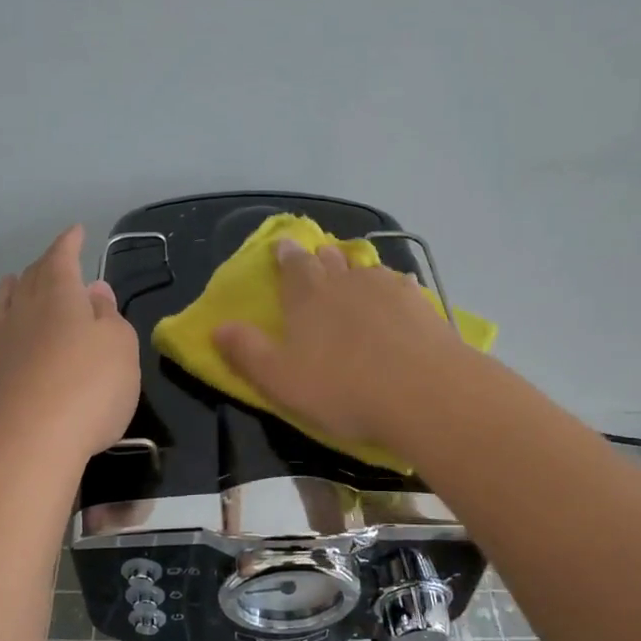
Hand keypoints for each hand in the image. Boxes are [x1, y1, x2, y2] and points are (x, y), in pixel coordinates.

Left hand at [0, 226, 139, 460]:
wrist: (32, 441)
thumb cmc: (90, 386)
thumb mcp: (120, 346)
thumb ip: (108, 315)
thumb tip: (93, 290)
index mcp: (60, 294)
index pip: (62, 257)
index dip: (70, 243)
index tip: (77, 231)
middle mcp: (26, 308)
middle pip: (33, 276)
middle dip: (47, 264)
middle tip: (59, 260)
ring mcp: (3, 340)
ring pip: (8, 300)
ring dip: (17, 286)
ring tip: (19, 281)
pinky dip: (3, 317)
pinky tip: (7, 327)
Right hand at [214, 240, 468, 452]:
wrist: (423, 393)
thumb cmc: (342, 388)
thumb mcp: (280, 379)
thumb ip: (246, 352)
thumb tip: (217, 328)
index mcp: (308, 294)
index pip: (292, 264)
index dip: (286, 254)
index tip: (283, 247)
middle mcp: (346, 280)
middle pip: (330, 260)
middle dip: (320, 258)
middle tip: (318, 260)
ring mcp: (387, 288)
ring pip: (365, 268)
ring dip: (355, 269)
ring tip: (354, 277)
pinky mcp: (420, 303)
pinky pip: (400, 284)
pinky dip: (392, 286)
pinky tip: (396, 296)